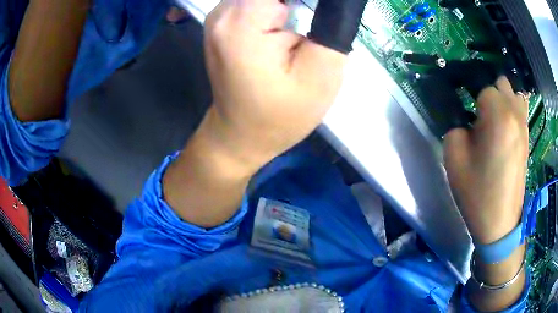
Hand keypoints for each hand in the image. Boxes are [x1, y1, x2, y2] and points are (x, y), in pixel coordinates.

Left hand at [203, 0, 346, 172]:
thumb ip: (331, 25)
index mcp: (241, 21)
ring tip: (298, 37)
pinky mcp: (225, 21)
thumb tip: (337, 3)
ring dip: (292, 4)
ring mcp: (220, 15)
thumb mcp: (321, 72)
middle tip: (310, 29)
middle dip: (301, 3)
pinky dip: (277, 6)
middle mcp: (223, 11)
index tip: (324, 14)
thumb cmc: (281, 114)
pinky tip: (288, 21)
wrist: (241, 135)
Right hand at [443, 77, 528, 243]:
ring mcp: (524, 125)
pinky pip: (521, 110)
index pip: (482, 86)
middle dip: (487, 93)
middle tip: (478, 115)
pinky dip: (512, 109)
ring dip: (502, 99)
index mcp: (498, 115)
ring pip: (514, 93)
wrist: (499, 223)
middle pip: (500, 83)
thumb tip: (464, 117)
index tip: (464, 111)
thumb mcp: (454, 156)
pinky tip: (504, 127)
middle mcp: (515, 113)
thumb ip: (455, 125)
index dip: (469, 95)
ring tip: (493, 119)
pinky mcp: (527, 137)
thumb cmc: (477, 192)